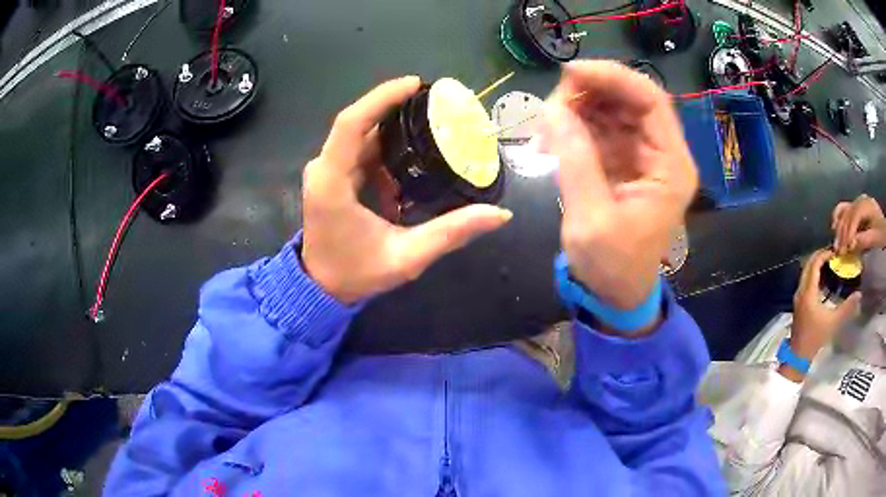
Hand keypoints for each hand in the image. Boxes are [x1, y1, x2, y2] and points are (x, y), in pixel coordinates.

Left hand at [301, 76, 512, 303]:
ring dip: (395, 132)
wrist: (320, 288)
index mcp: (331, 182)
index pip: (351, 123)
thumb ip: (451, 233)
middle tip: (438, 108)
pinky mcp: (332, 177)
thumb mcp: (406, 257)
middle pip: (360, 124)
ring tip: (433, 127)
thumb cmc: (355, 274)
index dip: (382, 97)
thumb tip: (500, 214)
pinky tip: (414, 156)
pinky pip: (361, 151)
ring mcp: (325, 171)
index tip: (415, 84)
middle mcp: (323, 169)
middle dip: (397, 110)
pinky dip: (387, 149)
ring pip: (362, 137)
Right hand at [540, 61, 696, 311]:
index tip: (570, 74)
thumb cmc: (612, 266)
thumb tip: (553, 109)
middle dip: (591, 92)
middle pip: (632, 99)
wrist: (616, 293)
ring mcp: (644, 155)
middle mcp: (663, 154)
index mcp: (671, 167)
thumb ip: (575, 159)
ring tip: (547, 124)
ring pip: (614, 109)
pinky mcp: (625, 161)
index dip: (614, 78)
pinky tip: (554, 136)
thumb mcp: (591, 219)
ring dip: (580, 106)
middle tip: (551, 105)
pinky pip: (602, 128)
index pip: (651, 101)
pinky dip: (576, 124)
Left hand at [791, 249, 860, 359]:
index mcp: (808, 292)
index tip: (834, 252)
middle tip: (832, 254)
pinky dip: (813, 274)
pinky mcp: (798, 303)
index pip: (814, 264)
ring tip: (829, 263)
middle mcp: (800, 290)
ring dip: (815, 264)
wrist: (798, 355)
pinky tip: (823, 279)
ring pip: (805, 272)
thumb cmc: (816, 337)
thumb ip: (847, 308)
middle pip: (808, 265)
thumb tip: (859, 294)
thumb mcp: (834, 322)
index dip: (823, 254)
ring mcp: (798, 297)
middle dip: (819, 256)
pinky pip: (805, 281)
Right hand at [832, 194, 885, 254]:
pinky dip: (838, 218)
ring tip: (837, 243)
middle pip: (847, 214)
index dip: (848, 233)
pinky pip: (843, 209)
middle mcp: (859, 200)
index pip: (854, 217)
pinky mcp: (855, 207)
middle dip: (842, 233)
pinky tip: (834, 228)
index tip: (844, 250)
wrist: (884, 228)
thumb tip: (851, 245)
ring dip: (838, 228)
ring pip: (843, 211)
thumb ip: (864, 240)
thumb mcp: (875, 238)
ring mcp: (856, 202)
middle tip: (838, 251)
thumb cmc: (881, 234)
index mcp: (865, 205)